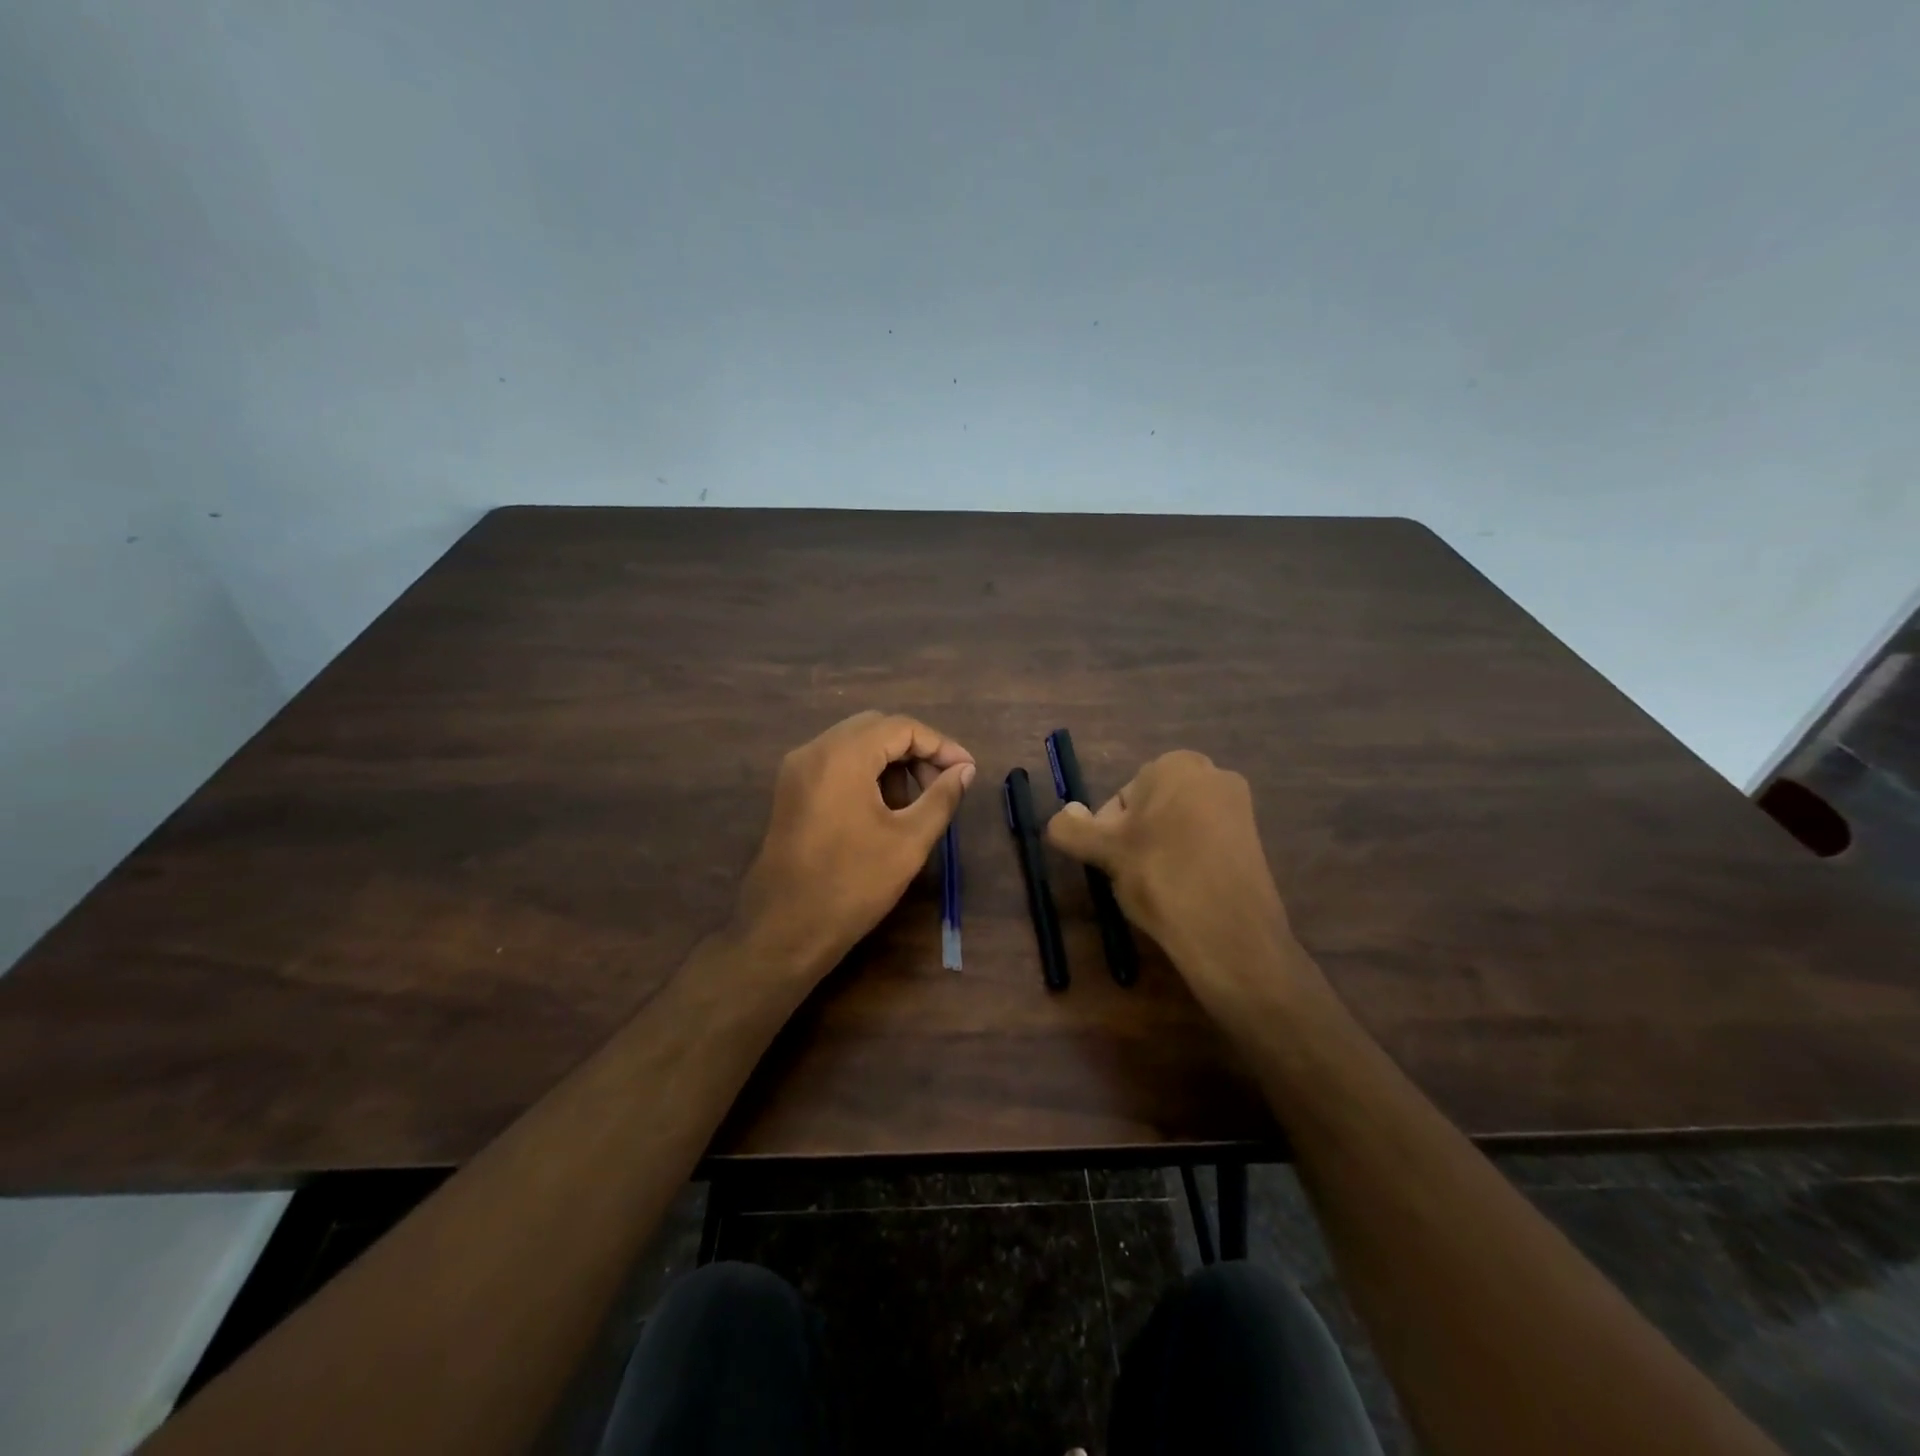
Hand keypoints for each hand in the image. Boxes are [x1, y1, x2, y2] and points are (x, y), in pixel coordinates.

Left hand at [736, 711, 975, 981]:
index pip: (902, 727)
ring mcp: (797, 770)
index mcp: (842, 755)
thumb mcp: (909, 841)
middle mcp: (814, 750)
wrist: (784, 930)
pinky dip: (866, 774)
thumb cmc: (852, 884)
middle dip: (916, 751)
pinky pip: (836, 763)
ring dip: (891, 762)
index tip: (966, 771)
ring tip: (915, 803)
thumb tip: (965, 770)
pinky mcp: (791, 791)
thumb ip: (941, 797)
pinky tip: (884, 809)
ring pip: (855, 744)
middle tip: (943, 784)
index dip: (940, 745)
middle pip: (876, 728)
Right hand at [1045, 750, 1321, 1020]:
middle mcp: (1213, 774)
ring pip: (1175, 828)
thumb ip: (1072, 828)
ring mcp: (1238, 807)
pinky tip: (1186, 892)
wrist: (1230, 933)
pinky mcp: (1253, 840)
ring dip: (1160, 853)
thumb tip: (1063, 814)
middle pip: (1150, 809)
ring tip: (1161, 888)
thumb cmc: (1162, 877)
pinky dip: (1188, 862)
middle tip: (1136, 876)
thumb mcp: (1105, 852)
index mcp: (1177, 764)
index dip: (1110, 832)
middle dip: (1137, 840)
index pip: (1121, 797)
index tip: (1116, 862)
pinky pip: (1203, 844)